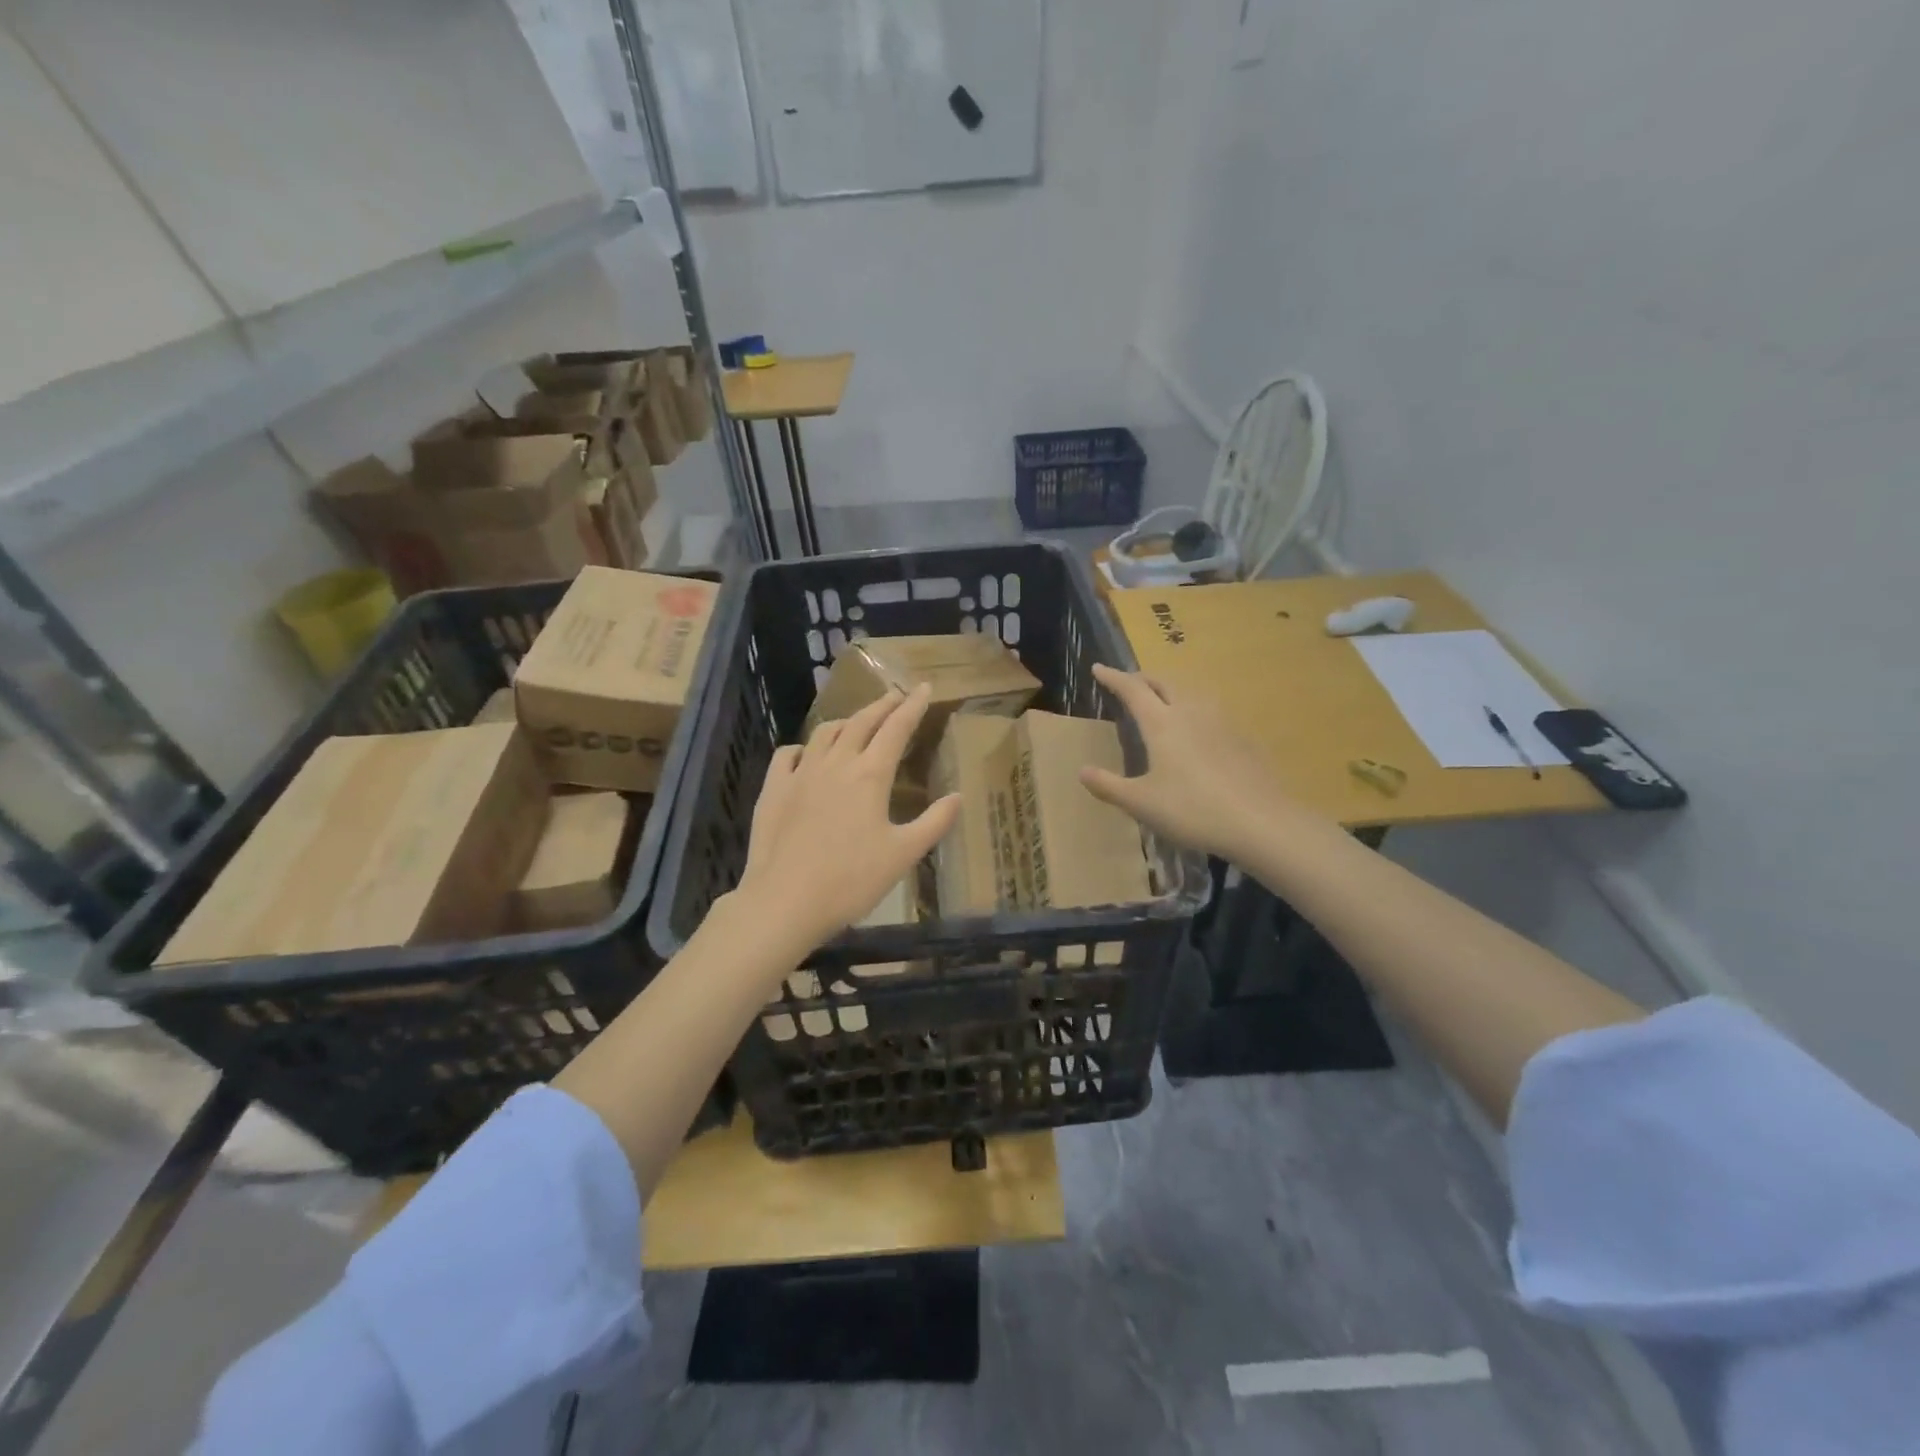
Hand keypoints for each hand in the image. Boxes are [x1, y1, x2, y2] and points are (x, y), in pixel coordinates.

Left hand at [734, 683, 959, 953]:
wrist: (785, 900)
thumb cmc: (852, 880)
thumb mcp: (903, 855)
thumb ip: (934, 823)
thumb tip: (958, 796)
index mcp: (870, 775)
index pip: (897, 729)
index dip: (913, 706)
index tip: (924, 687)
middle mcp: (836, 763)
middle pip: (861, 722)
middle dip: (882, 705)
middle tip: (896, 696)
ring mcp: (800, 773)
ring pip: (825, 733)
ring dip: (846, 722)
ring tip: (856, 723)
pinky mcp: (773, 789)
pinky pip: (788, 754)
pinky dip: (804, 747)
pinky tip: (807, 754)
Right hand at [1079, 663, 1297, 862]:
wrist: (1260, 821)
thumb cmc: (1192, 810)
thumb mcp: (1141, 803)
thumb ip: (1108, 786)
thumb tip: (1082, 771)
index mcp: (1162, 723)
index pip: (1132, 690)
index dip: (1113, 678)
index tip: (1098, 668)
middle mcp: (1191, 712)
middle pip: (1164, 682)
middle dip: (1143, 679)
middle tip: (1128, 684)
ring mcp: (1221, 722)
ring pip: (1191, 693)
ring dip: (1171, 690)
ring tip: (1162, 702)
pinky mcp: (1242, 738)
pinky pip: (1211, 711)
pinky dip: (1194, 710)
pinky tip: (1198, 731)